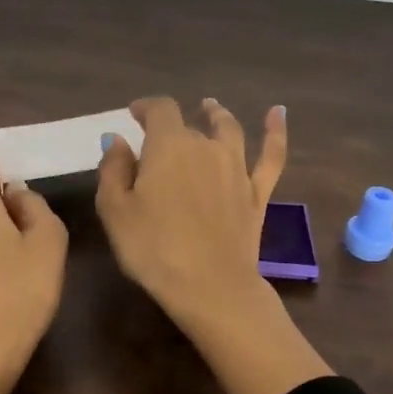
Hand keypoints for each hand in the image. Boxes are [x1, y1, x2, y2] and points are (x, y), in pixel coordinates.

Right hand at [96, 96, 286, 319]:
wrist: (210, 286)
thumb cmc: (153, 248)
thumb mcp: (115, 210)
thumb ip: (113, 169)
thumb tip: (118, 140)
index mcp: (168, 146)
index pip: (159, 110)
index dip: (145, 107)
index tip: (133, 114)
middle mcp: (206, 147)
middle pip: (188, 126)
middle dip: (171, 129)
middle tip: (157, 142)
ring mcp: (237, 168)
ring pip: (229, 131)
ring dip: (217, 115)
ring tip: (210, 108)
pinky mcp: (257, 193)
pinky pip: (271, 156)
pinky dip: (275, 132)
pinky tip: (278, 113)